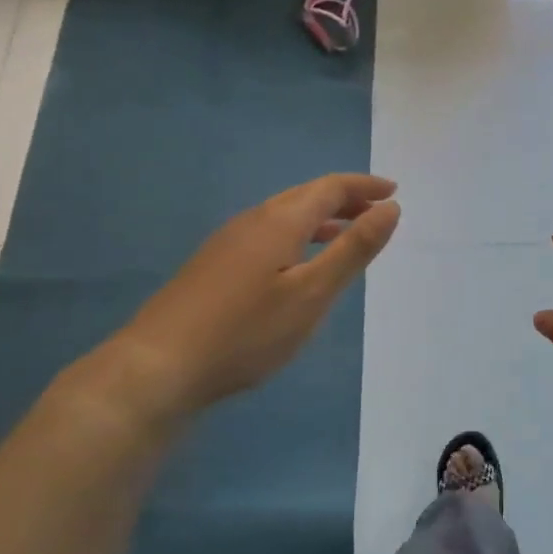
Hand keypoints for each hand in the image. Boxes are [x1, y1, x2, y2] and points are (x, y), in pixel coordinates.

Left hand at [75, 175, 401, 428]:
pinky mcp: (213, 266)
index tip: (394, 192)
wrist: (158, 366)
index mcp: (279, 220)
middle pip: (306, 196)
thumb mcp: (312, 293)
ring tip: (346, 234)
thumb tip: (390, 207)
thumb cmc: (246, 331)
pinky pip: (268, 234)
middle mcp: (253, 220)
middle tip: (377, 210)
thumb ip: (353, 249)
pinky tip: (297, 265)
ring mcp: (228, 242)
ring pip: (284, 216)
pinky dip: (297, 236)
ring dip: (321, 218)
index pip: (330, 188)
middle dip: (345, 199)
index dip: (364, 187)